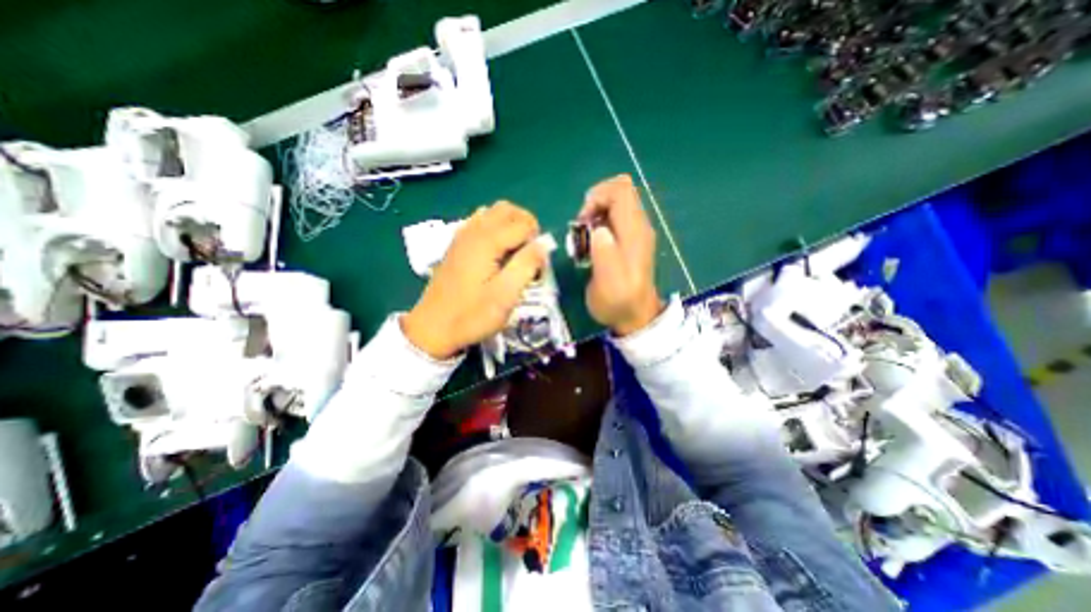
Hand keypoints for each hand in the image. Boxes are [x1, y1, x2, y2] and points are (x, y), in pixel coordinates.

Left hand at [400, 203, 544, 360]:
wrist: (433, 328)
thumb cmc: (472, 315)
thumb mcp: (505, 296)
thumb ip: (526, 266)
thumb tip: (543, 245)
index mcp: (487, 241)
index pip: (524, 224)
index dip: (537, 243)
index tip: (536, 268)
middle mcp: (473, 230)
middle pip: (508, 209)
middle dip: (526, 226)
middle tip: (530, 254)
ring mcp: (462, 236)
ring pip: (493, 212)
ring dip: (511, 225)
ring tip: (515, 252)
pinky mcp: (457, 244)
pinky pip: (480, 222)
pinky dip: (495, 228)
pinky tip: (497, 252)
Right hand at [579, 172, 664, 336]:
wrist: (635, 317)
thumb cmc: (618, 302)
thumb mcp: (608, 283)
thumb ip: (604, 255)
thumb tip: (599, 231)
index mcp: (634, 232)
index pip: (620, 190)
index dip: (597, 197)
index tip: (583, 221)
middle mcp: (638, 226)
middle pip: (619, 191)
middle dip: (594, 204)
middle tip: (582, 229)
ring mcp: (636, 233)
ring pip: (616, 204)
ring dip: (595, 215)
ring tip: (585, 239)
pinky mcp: (630, 241)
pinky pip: (614, 218)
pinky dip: (599, 224)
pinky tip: (593, 244)